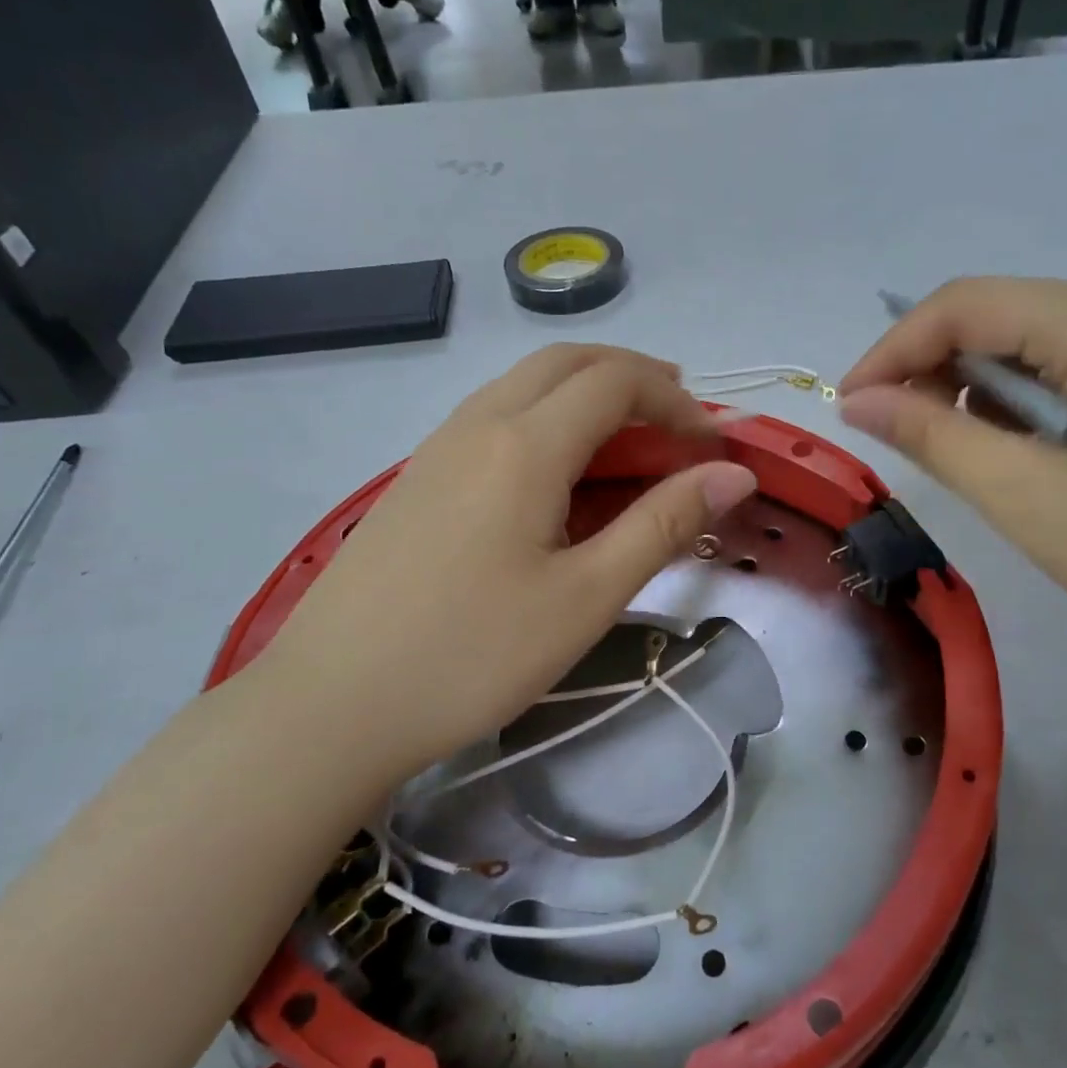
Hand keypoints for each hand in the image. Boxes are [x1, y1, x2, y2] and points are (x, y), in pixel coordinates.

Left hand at [249, 345, 756, 783]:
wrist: (332, 705)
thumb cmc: (473, 655)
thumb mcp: (586, 596)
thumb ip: (663, 524)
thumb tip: (734, 475)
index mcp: (524, 445)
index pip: (615, 381)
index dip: (675, 401)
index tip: (712, 446)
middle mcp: (477, 425)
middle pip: (566, 363)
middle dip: (632, 377)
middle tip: (679, 419)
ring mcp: (437, 449)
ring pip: (523, 385)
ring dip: (586, 394)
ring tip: (630, 441)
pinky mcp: (416, 480)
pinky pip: (493, 419)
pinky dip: (545, 420)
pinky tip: (558, 476)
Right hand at [837, 278, 1066, 680]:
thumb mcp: (1026, 495)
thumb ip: (934, 436)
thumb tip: (858, 401)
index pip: (969, 303)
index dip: (894, 348)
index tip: (850, 405)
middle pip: (1005, 315)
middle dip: (934, 367)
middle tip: (895, 434)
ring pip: (1038, 345)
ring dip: (979, 388)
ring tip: (952, 451)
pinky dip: (1026, 405)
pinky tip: (1017, 455)